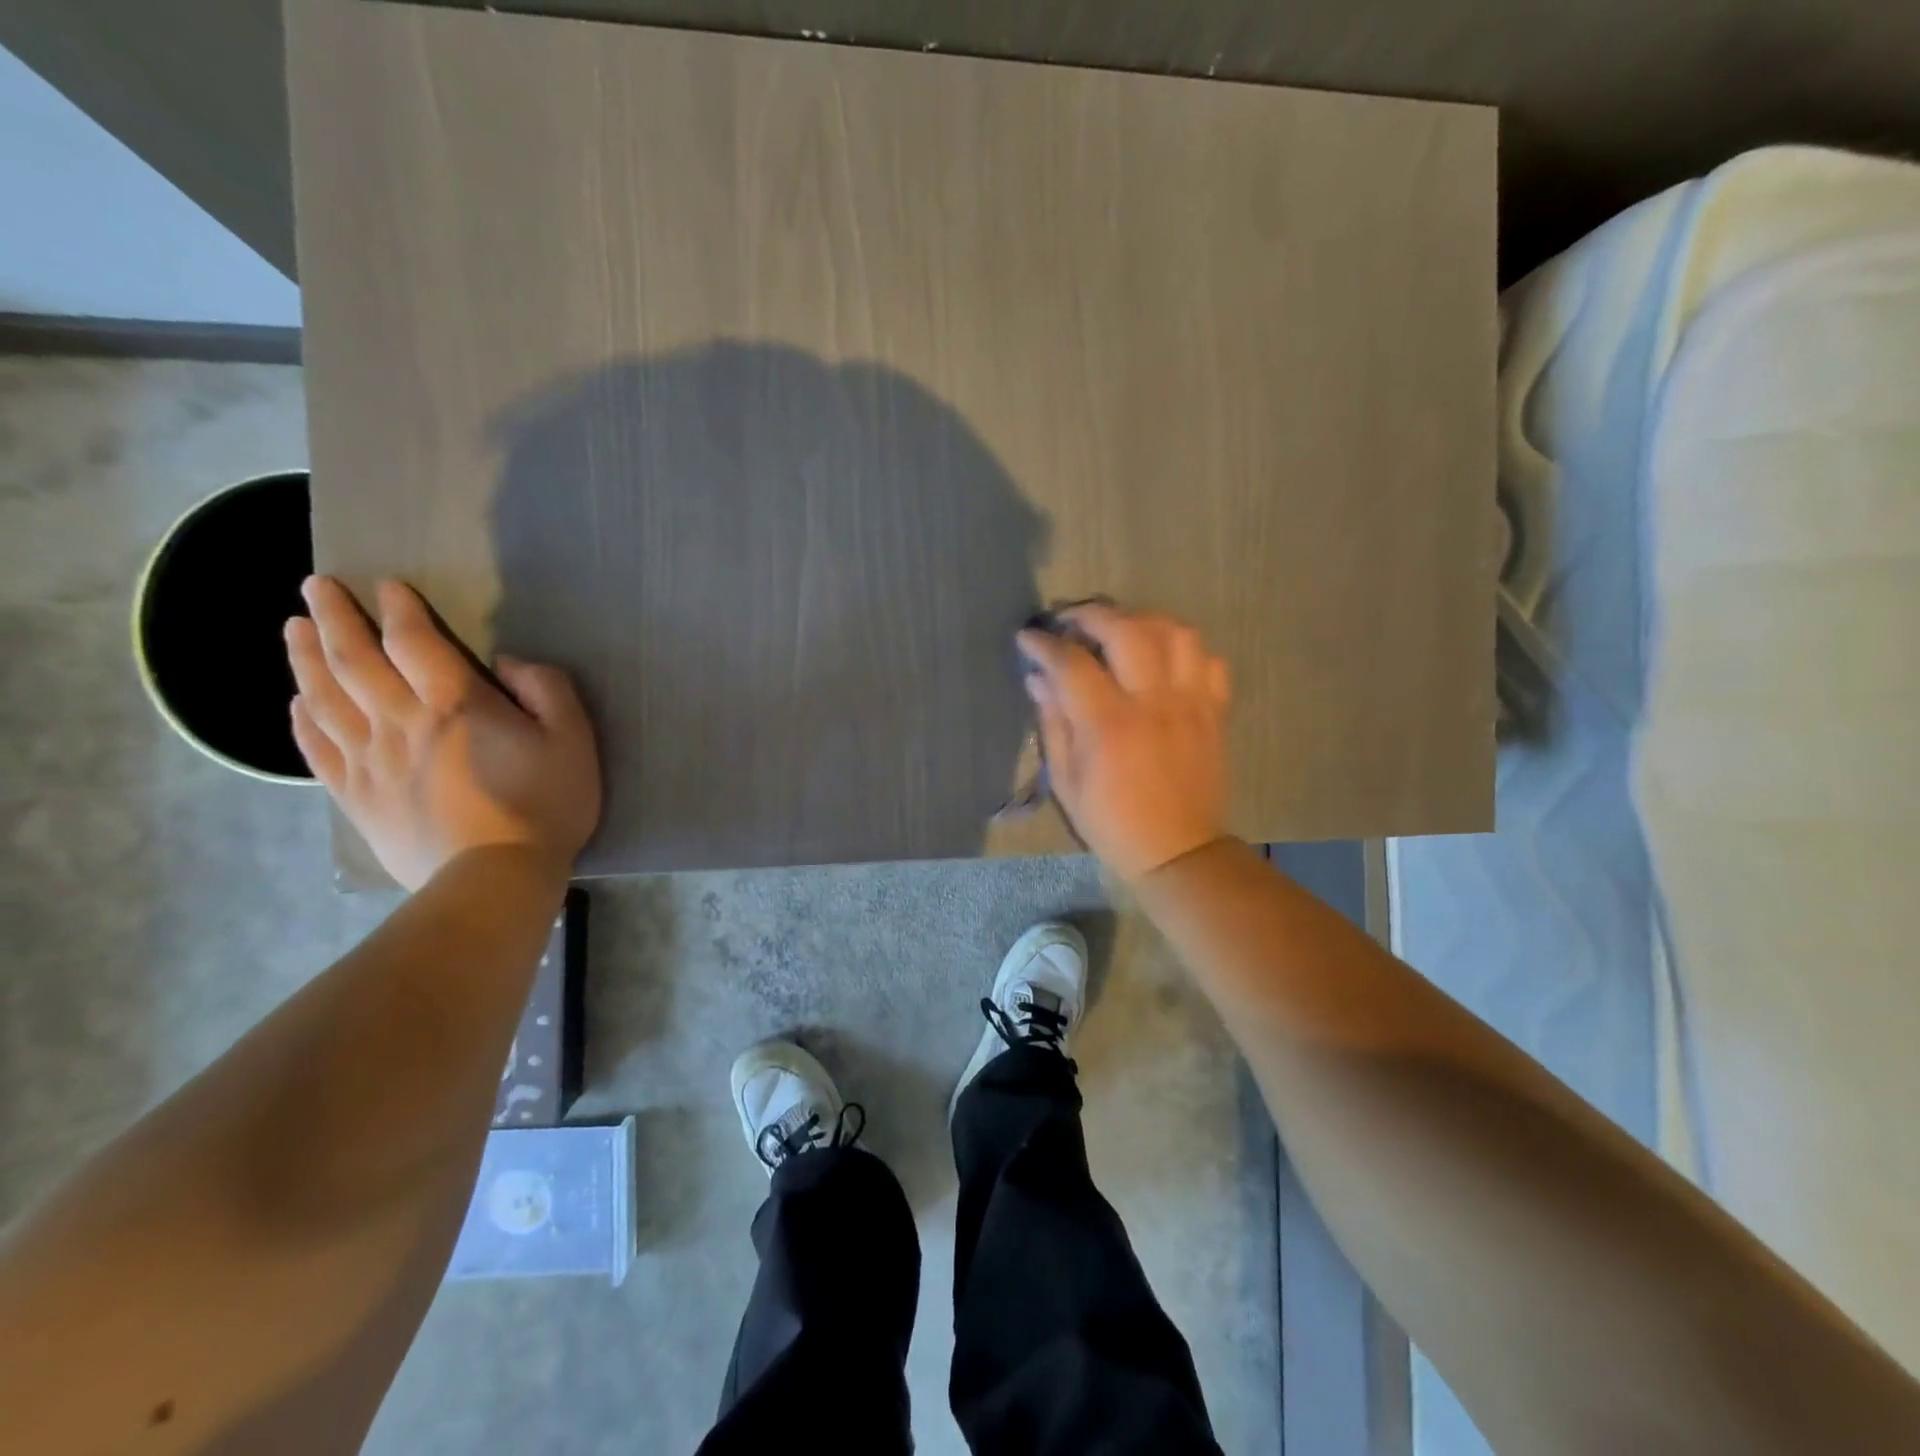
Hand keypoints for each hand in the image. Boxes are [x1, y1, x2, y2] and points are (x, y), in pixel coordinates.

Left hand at [286, 577, 600, 890]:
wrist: (496, 878)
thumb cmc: (545, 805)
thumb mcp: (573, 739)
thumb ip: (547, 689)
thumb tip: (508, 664)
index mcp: (455, 704)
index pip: (415, 642)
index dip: (400, 609)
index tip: (387, 585)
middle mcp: (400, 722)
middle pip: (355, 660)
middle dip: (334, 618)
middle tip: (315, 587)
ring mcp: (369, 761)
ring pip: (324, 697)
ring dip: (306, 657)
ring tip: (294, 629)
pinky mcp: (356, 797)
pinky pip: (318, 748)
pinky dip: (302, 719)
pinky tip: (298, 702)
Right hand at [1017, 603, 1230, 882]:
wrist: (1177, 850)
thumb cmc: (1111, 821)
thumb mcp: (1065, 780)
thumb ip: (1053, 722)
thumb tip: (1038, 679)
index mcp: (1109, 724)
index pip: (1072, 662)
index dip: (1044, 644)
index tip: (1028, 637)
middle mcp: (1153, 703)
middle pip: (1127, 630)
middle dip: (1093, 614)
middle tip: (1072, 621)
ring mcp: (1191, 703)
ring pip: (1176, 633)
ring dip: (1143, 620)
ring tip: (1121, 630)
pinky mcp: (1215, 711)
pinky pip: (1209, 660)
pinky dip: (1184, 649)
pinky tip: (1163, 658)